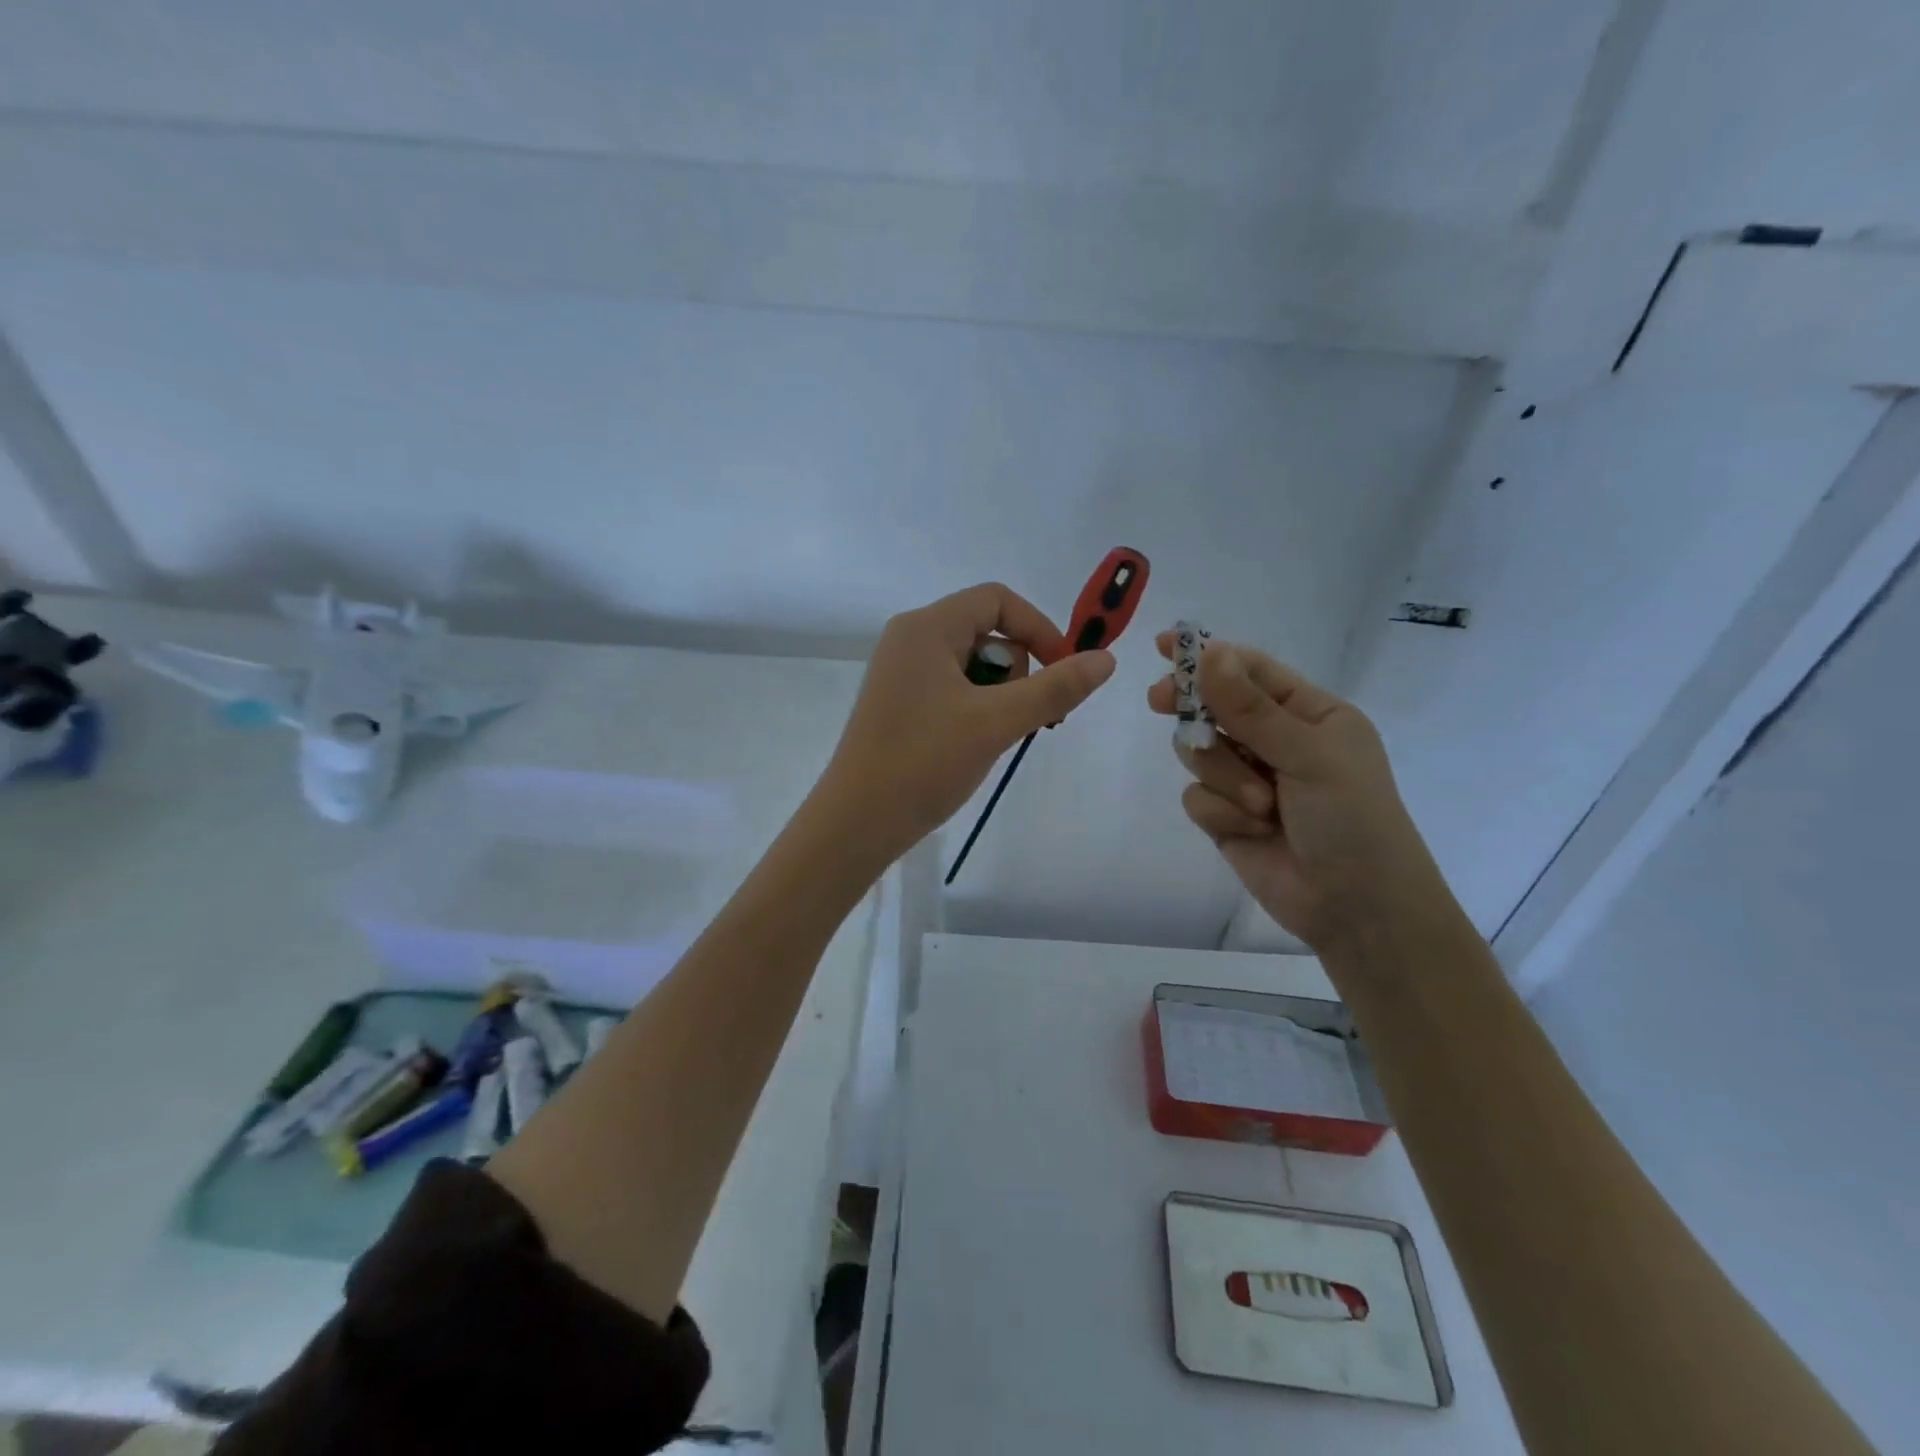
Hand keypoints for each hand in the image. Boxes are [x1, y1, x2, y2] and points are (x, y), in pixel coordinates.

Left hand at [814, 583, 1115, 865]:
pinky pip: (952, 687)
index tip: (1064, 671)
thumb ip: (1054, 689)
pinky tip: (975, 743)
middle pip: (986, 630)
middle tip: (1025, 717)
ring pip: (972, 663)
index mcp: (926, 627)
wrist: (857, 822)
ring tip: (996, 736)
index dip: (1039, 628)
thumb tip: (1106, 660)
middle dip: (1018, 669)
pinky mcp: (900, 702)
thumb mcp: (996, 722)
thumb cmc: (924, 762)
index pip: (997, 599)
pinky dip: (976, 708)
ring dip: (1000, 694)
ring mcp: (902, 672)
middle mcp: (910, 639)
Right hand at [1149, 636, 1453, 952]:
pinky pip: (1196, 796)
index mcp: (1310, 714)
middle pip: (1214, 707)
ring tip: (1261, 807)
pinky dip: (1219, 812)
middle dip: (1193, 709)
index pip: (1251, 671)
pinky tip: (1250, 830)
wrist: (1357, 909)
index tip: (1164, 646)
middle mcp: (1276, 741)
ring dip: (1225, 777)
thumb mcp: (1308, 755)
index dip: (1208, 656)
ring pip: (1200, 753)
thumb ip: (1251, 709)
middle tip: (1160, 701)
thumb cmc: (1352, 819)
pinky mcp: (1226, 817)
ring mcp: (1248, 779)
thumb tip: (1209, 652)